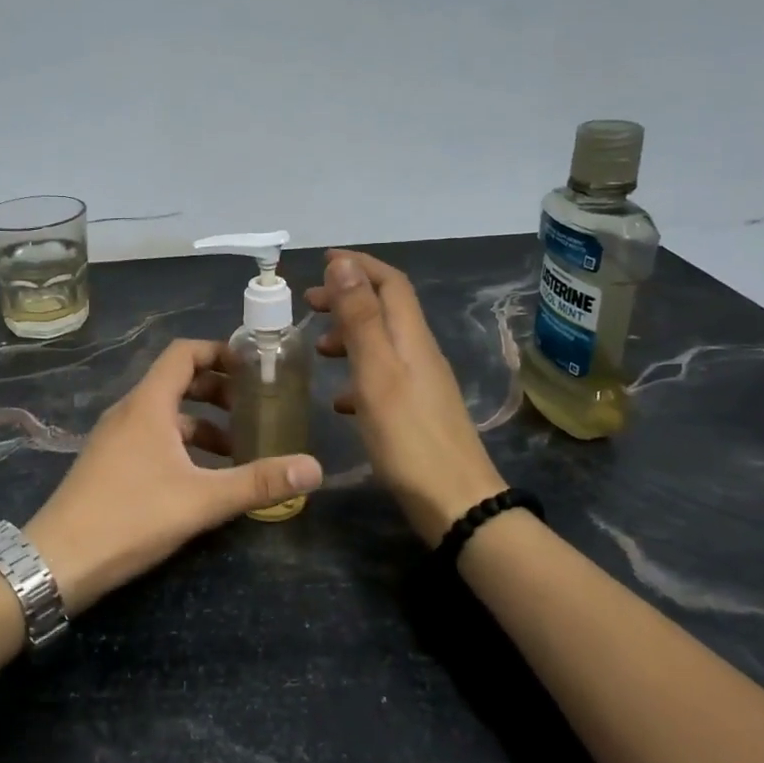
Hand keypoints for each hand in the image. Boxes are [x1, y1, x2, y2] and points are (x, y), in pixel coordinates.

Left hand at [27, 339, 322, 612]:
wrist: (58, 560)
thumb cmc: (130, 517)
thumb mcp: (201, 500)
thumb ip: (258, 482)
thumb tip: (315, 468)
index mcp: (148, 405)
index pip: (183, 353)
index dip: (219, 352)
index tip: (253, 367)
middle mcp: (129, 411)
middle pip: (176, 382)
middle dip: (217, 391)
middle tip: (253, 409)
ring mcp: (115, 438)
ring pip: (165, 415)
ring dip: (202, 424)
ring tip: (237, 450)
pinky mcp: (109, 463)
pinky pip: (152, 438)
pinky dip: (181, 445)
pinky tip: (202, 478)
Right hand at [305, 250, 505, 542]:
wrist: (454, 502)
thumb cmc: (408, 436)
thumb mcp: (376, 371)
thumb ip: (360, 317)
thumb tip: (344, 264)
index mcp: (411, 337)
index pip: (389, 283)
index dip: (358, 266)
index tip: (323, 261)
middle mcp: (419, 353)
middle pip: (385, 310)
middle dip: (348, 297)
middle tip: (309, 303)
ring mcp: (420, 384)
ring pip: (381, 344)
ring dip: (349, 336)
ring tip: (317, 349)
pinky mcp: (416, 412)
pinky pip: (382, 379)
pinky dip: (356, 376)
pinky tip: (339, 400)